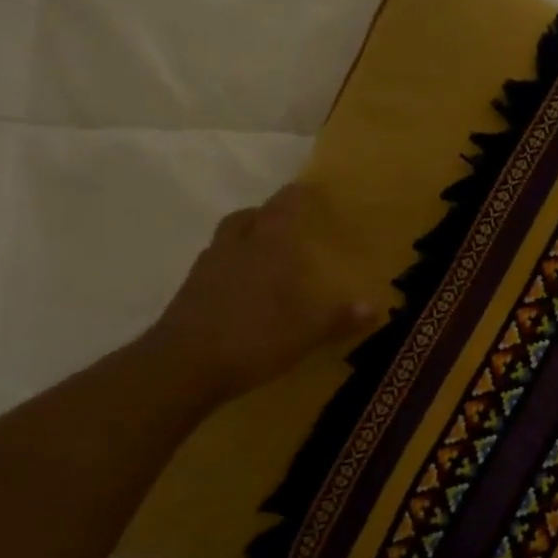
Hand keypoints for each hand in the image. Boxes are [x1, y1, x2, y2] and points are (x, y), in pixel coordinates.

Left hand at [144, 185, 378, 398]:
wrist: (182, 366)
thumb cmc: (253, 337)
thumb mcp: (306, 333)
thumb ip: (339, 318)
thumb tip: (374, 308)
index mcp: (267, 246)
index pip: (284, 206)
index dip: (298, 196)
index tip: (311, 192)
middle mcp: (235, 246)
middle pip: (249, 217)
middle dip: (267, 216)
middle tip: (287, 227)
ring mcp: (207, 267)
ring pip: (228, 239)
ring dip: (246, 241)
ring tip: (266, 259)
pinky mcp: (189, 291)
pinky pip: (215, 266)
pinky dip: (231, 269)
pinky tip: (244, 291)